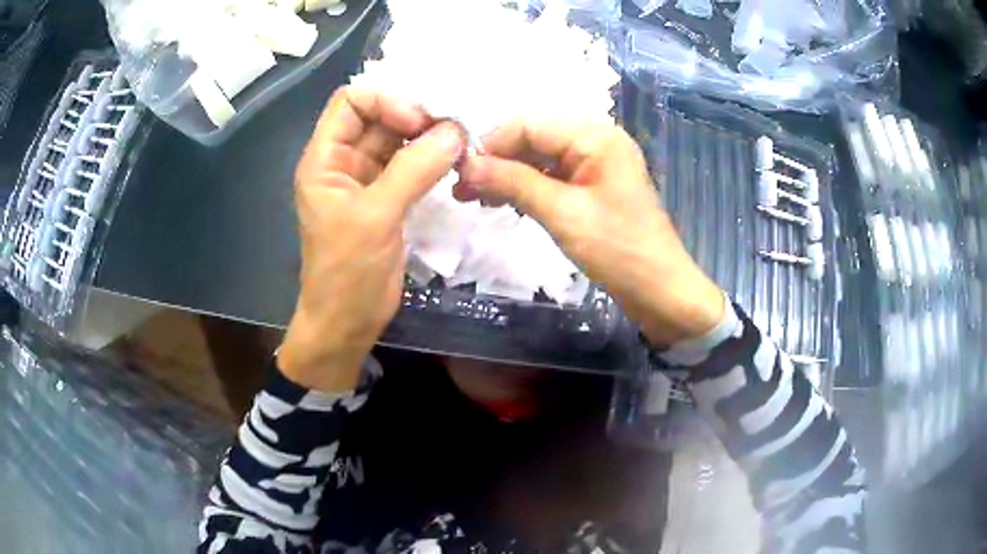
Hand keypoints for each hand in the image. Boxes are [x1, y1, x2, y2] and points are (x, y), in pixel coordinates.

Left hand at [280, 88, 465, 391]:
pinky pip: (412, 165)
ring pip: (399, 139)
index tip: (419, 122)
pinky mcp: (389, 198)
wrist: (347, 323)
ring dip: (430, 137)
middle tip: (455, 128)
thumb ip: (413, 170)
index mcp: (325, 159)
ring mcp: (368, 179)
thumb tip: (455, 131)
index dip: (386, 101)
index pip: (351, 101)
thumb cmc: (347, 274)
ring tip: (462, 143)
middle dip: (416, 115)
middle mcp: (344, 161)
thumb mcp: (375, 218)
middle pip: (380, 115)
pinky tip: (456, 162)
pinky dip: (433, 159)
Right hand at [456, 119, 723, 346]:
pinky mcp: (593, 186)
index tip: (459, 172)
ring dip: (508, 175)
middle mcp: (596, 140)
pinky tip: (504, 202)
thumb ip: (513, 182)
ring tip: (476, 199)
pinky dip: (527, 187)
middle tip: (462, 190)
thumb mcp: (562, 213)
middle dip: (498, 161)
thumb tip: (465, 166)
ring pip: (540, 158)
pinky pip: (552, 176)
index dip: (492, 144)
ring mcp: (596, 163)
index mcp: (596, 136)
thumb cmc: (618, 250)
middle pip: (534, 138)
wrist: (659, 290)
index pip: (529, 124)